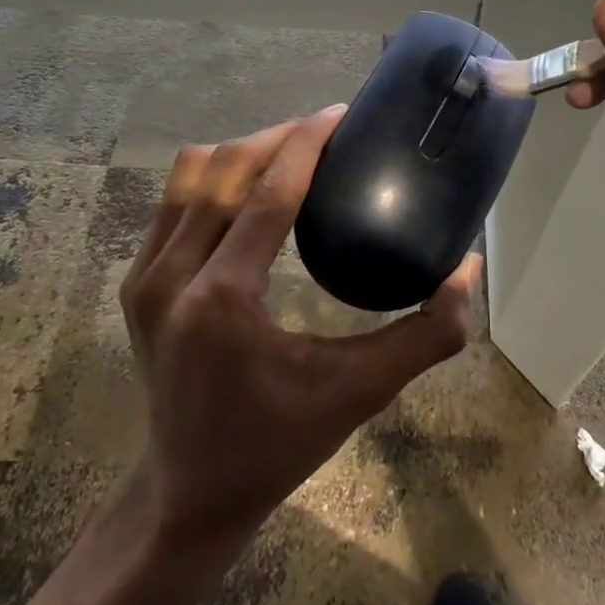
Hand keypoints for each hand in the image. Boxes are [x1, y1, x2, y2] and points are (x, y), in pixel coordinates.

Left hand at [120, 106, 473, 555]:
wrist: (188, 492)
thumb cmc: (278, 445)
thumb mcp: (359, 393)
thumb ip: (425, 335)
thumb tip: (468, 269)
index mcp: (224, 300)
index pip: (268, 193)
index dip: (306, 142)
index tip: (340, 112)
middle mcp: (173, 276)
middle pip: (226, 169)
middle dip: (279, 137)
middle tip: (326, 132)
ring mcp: (146, 276)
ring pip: (192, 174)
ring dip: (243, 151)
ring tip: (289, 153)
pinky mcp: (136, 282)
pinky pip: (172, 200)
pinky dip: (214, 177)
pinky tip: (250, 188)